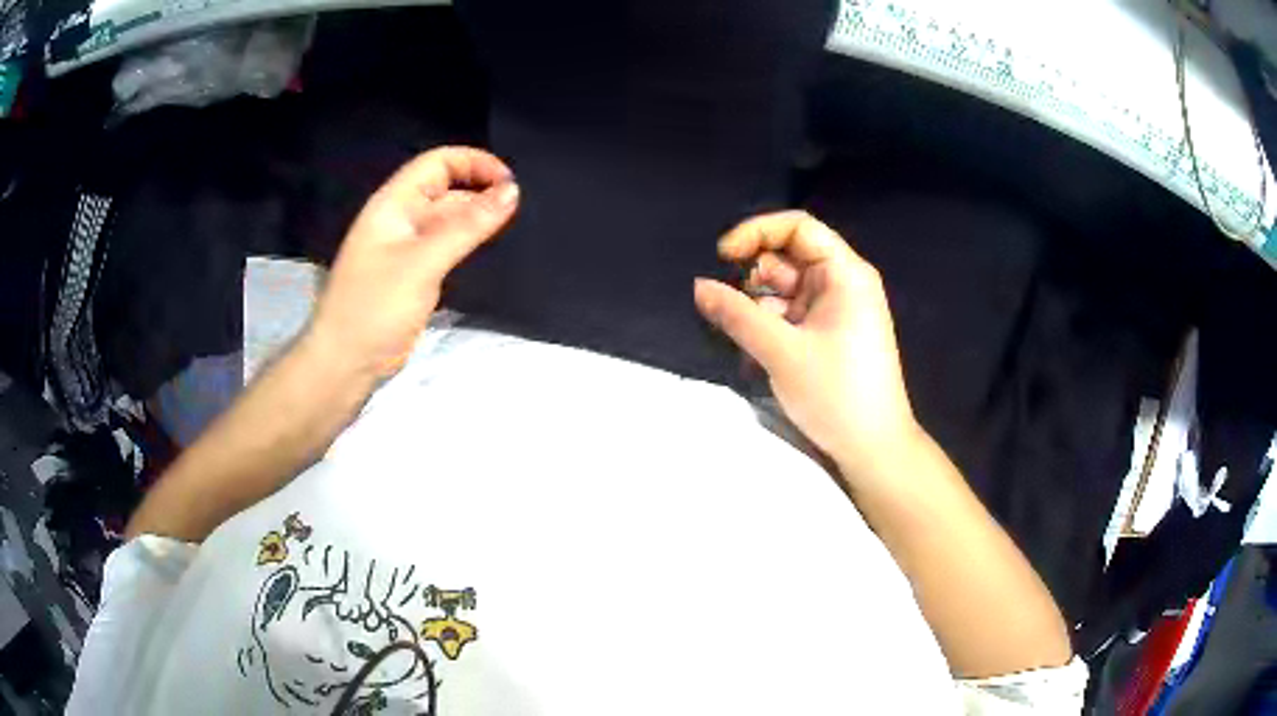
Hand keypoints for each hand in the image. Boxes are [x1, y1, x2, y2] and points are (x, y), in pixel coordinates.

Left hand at [307, 147, 519, 377]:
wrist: (345, 363)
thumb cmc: (375, 308)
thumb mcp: (423, 262)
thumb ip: (467, 226)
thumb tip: (512, 191)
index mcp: (393, 204)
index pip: (438, 163)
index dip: (474, 163)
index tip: (510, 183)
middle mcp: (400, 219)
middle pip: (446, 189)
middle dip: (480, 191)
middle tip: (520, 211)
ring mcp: (406, 248)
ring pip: (448, 220)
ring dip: (477, 219)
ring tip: (512, 229)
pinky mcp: (413, 274)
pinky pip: (445, 247)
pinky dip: (467, 244)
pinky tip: (488, 252)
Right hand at [693, 211, 919, 479]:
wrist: (873, 449)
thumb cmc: (837, 395)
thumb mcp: (781, 353)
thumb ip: (737, 315)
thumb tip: (699, 286)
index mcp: (845, 274)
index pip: (798, 228)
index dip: (757, 232)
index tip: (723, 256)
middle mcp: (843, 284)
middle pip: (789, 258)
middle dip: (754, 277)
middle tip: (728, 306)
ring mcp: (836, 310)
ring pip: (785, 290)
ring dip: (758, 307)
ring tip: (740, 338)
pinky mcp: (828, 334)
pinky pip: (791, 315)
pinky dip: (769, 326)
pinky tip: (754, 354)